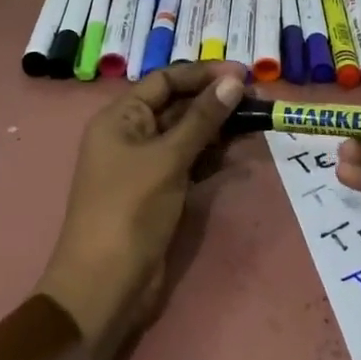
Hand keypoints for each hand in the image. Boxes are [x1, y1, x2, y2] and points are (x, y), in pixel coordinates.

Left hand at [39, 61, 246, 359]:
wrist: (105, 285)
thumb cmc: (129, 210)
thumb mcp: (168, 159)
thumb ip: (202, 119)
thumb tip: (233, 82)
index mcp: (120, 118)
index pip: (164, 80)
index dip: (202, 74)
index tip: (242, 74)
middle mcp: (131, 135)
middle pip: (177, 105)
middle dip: (214, 100)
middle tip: (256, 98)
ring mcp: (145, 165)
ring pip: (187, 134)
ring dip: (218, 127)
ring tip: (255, 121)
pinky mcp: (160, 191)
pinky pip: (189, 161)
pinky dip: (212, 156)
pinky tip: (239, 152)